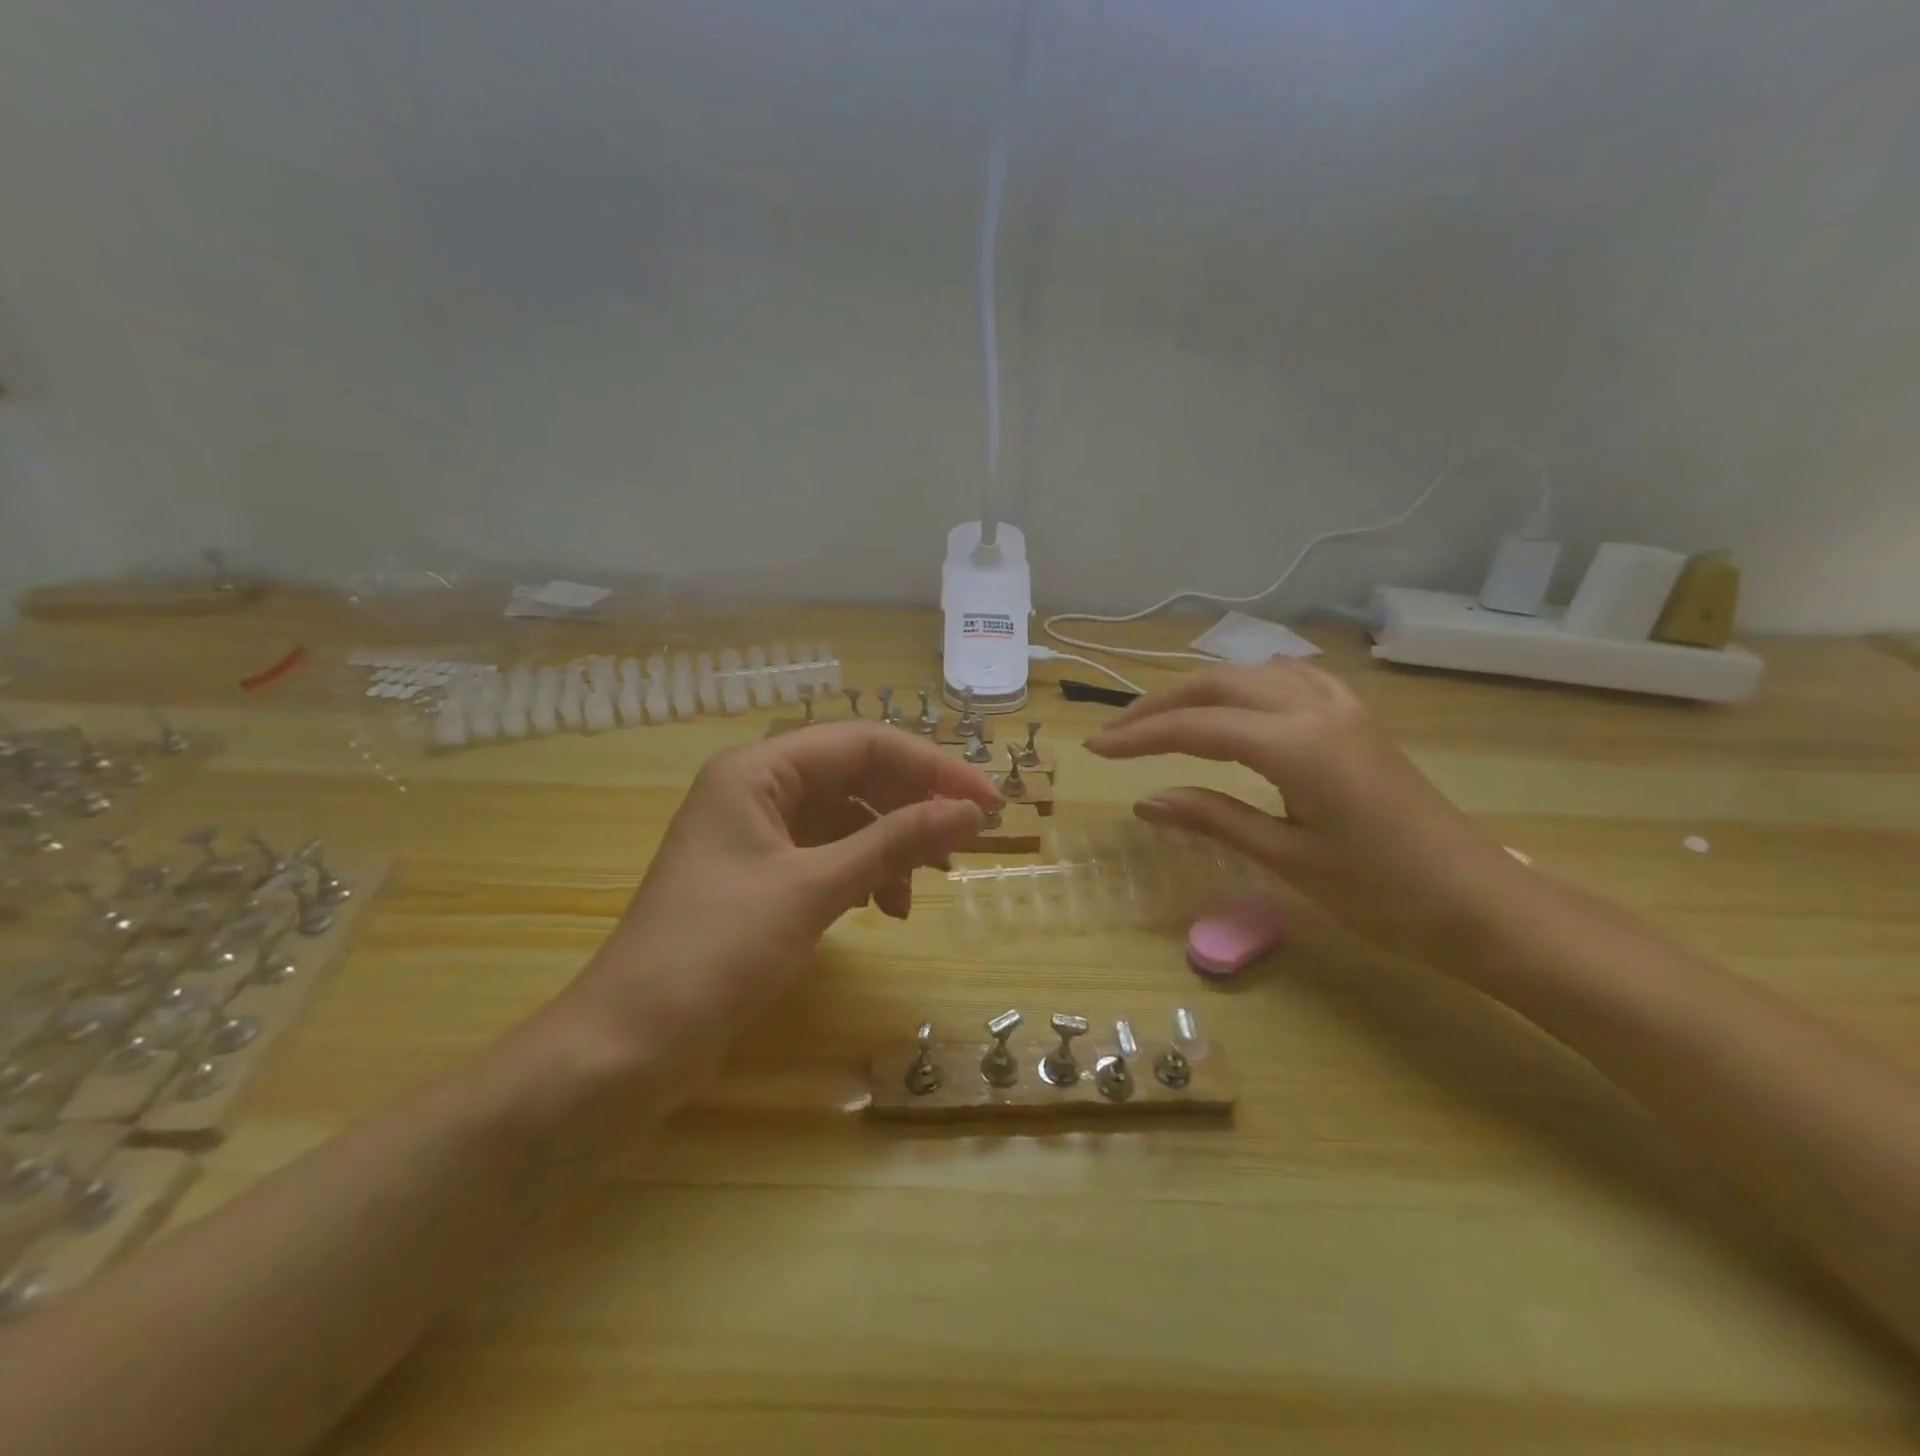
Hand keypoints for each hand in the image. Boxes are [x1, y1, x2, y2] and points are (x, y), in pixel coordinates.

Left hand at [551, 723, 997, 1089]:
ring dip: (890, 845)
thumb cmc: (716, 952)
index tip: (986, 804)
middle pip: (856, 777)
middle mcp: (757, 790)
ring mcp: (757, 836)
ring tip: (921, 888)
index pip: (863, 744)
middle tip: (964, 845)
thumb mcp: (813, 890)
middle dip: (912, 807)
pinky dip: (863, 874)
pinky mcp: (760, 878)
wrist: (628, 1046)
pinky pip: (828, 856)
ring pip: (846, 819)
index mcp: (758, 770)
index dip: (931, 767)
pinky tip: (883, 907)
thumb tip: (970, 811)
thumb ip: (894, 843)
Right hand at [1084, 659, 1527, 961]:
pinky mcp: (1357, 720)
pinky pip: (1291, 681)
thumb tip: (1144, 801)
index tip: (1095, 749)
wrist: (1481, 903)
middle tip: (1117, 735)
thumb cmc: (1383, 894)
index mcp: (1297, 745)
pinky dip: (1247, 685)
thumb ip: (1212, 818)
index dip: (1139, 737)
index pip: (1196, 728)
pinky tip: (1237, 703)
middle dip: (1159, 705)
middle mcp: (1316, 709)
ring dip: (1199, 691)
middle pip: (1218, 686)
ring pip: (1252, 676)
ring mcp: (1342, 708)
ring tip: (1161, 720)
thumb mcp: (1287, 858)